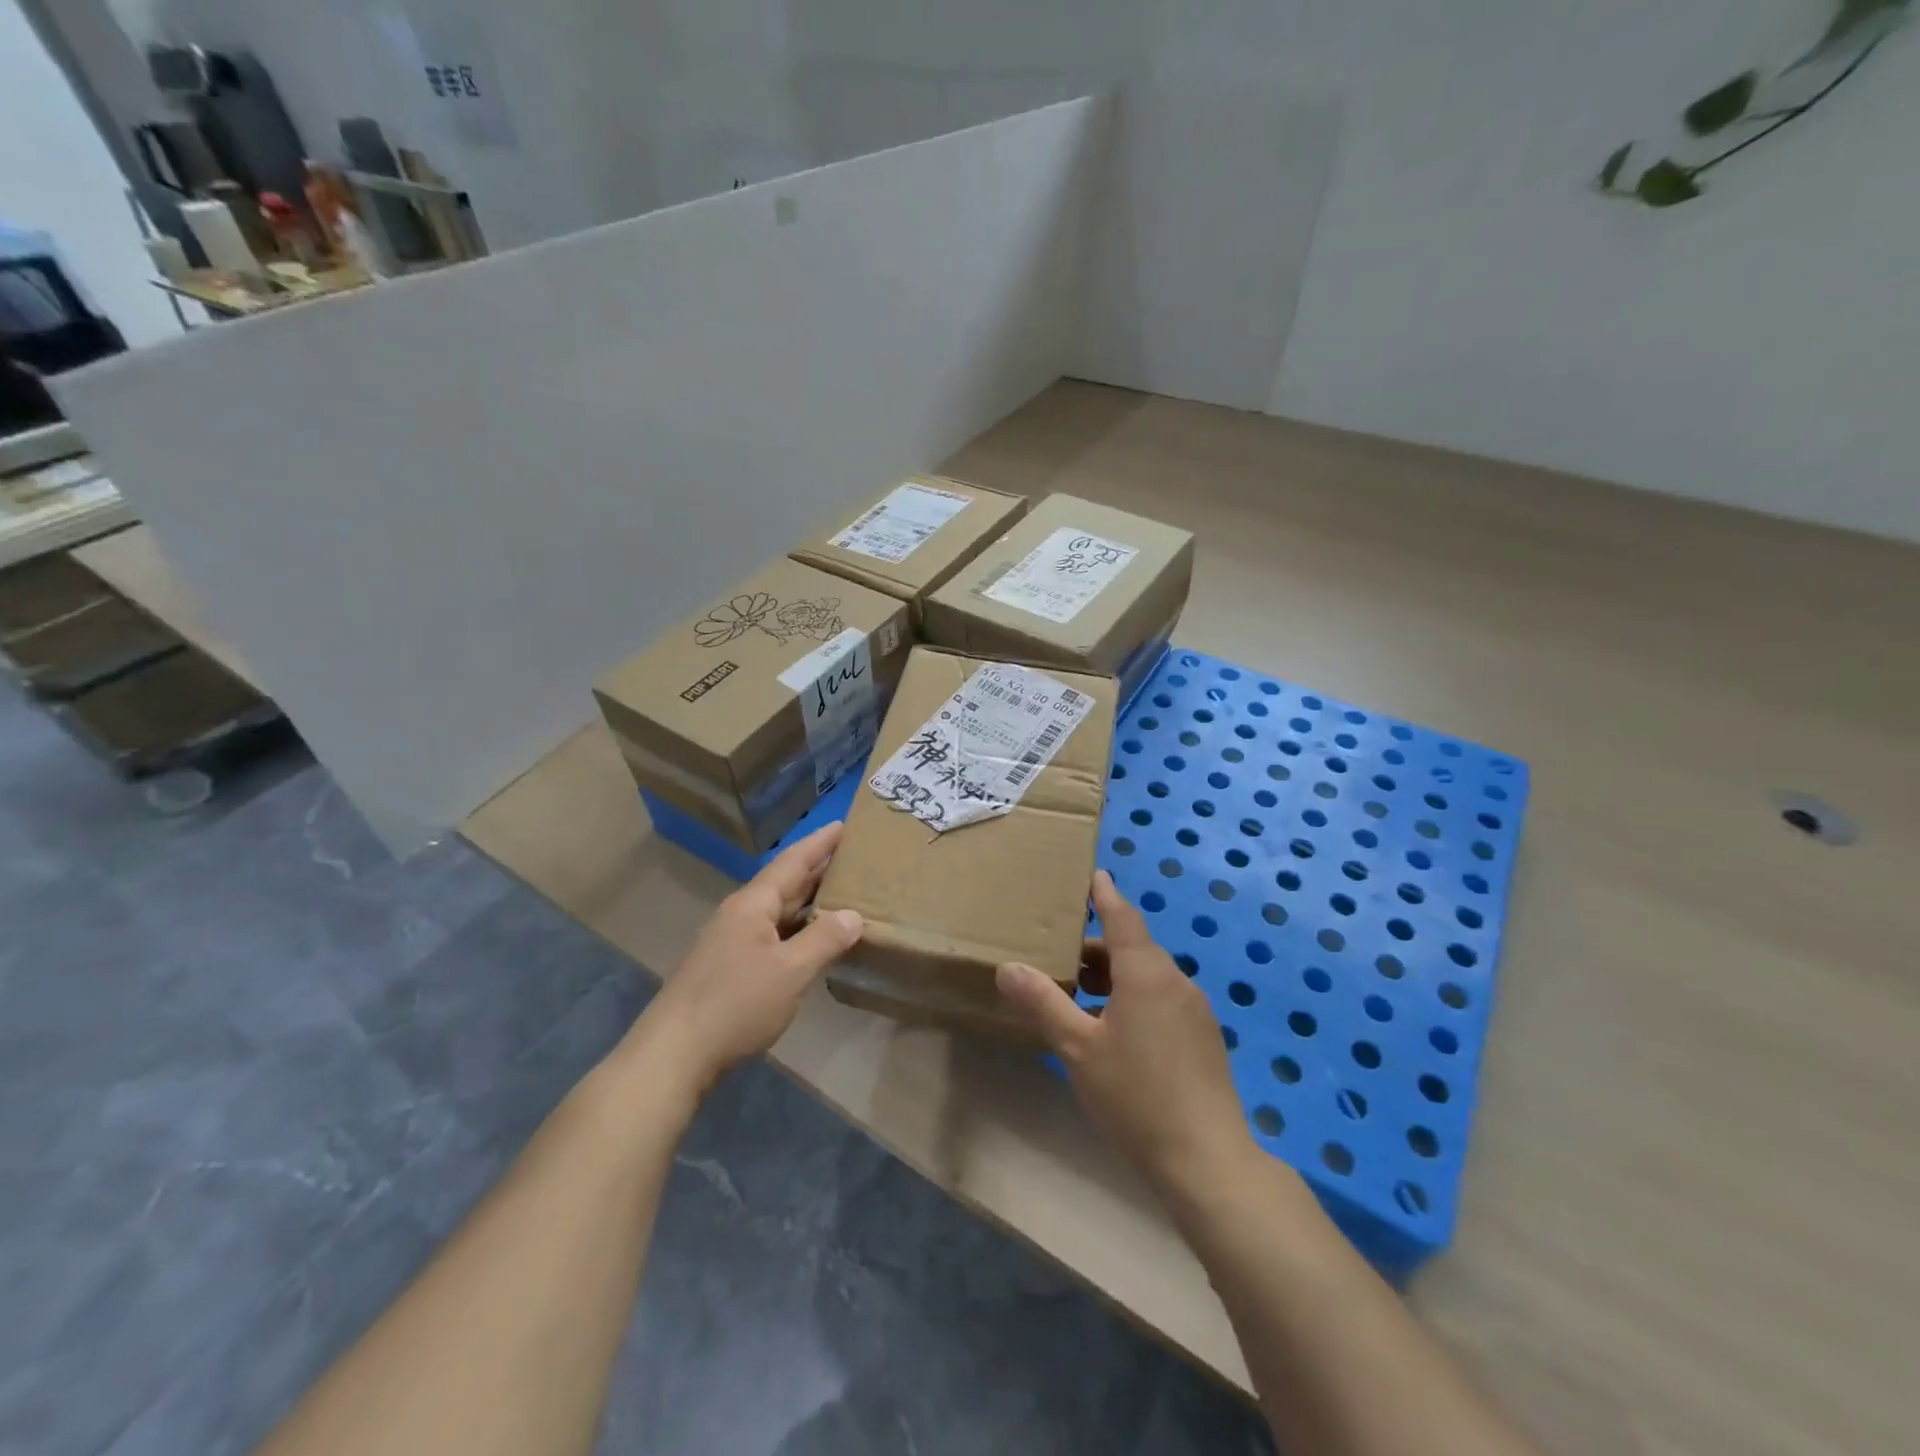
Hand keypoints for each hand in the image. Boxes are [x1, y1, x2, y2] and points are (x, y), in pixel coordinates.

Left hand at [631, 823, 862, 1096]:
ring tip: (842, 892)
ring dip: (808, 901)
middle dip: (818, 869)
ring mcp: (730, 941)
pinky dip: (796, 929)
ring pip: (777, 911)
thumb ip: (824, 939)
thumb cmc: (736, 1004)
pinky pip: (771, 934)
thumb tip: (854, 915)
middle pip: (785, 883)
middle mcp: (740, 915)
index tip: (844, 825)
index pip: (793, 862)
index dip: (820, 844)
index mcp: (753, 905)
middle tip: (853, 856)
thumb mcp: (791, 971)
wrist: (674, 1054)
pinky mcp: (727, 968)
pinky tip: (812, 939)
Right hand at [997, 871, 1252, 1199]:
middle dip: (1095, 947)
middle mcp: (1175, 981)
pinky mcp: (1202, 1039)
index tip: (1092, 874)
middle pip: (1132, 948)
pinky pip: (1161, 1000)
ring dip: (1112, 977)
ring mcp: (1194, 1011)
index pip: (1121, 917)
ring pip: (1146, 977)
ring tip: (1075, 995)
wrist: (1208, 1162)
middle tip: (1057, 953)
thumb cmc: (1136, 1096)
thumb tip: (1008, 967)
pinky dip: (1131, 998)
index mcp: (1146, 973)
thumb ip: (1043, 1003)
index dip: (1104, 895)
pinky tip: (1110, 1031)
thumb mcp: (1078, 1048)